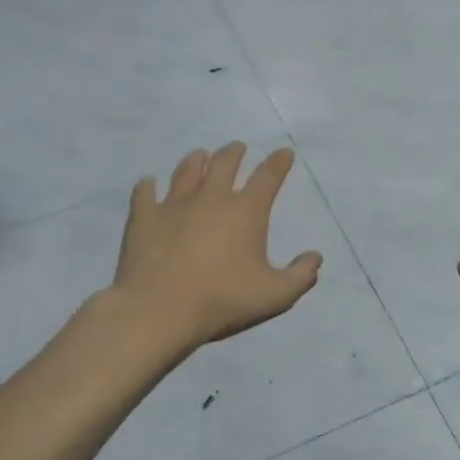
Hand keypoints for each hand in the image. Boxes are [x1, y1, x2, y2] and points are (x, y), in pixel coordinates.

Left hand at [113, 142, 322, 349]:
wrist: (158, 310)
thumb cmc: (222, 300)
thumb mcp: (275, 295)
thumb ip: (301, 275)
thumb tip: (315, 257)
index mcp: (246, 211)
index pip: (268, 176)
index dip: (279, 162)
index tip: (284, 154)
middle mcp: (211, 197)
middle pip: (225, 162)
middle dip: (235, 152)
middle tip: (238, 148)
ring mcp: (174, 204)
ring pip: (187, 170)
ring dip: (196, 160)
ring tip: (200, 156)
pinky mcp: (144, 217)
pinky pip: (145, 192)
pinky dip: (148, 185)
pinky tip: (148, 184)